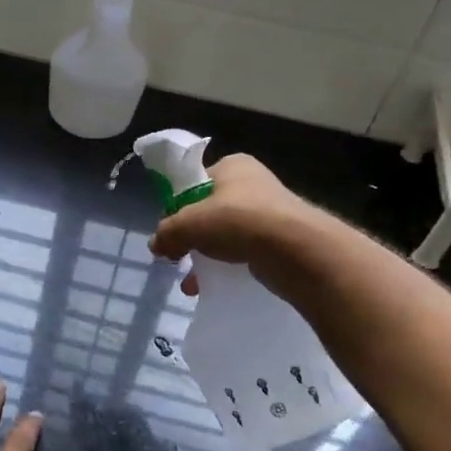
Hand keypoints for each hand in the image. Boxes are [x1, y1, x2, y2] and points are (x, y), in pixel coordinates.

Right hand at [149, 154, 318, 295]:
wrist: (295, 249)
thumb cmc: (238, 221)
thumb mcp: (189, 223)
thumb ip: (167, 232)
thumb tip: (156, 245)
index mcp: (232, 166)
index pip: (194, 183)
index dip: (177, 207)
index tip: (168, 232)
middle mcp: (252, 183)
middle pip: (208, 210)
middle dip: (191, 237)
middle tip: (179, 258)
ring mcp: (269, 211)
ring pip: (225, 233)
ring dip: (206, 256)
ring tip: (193, 281)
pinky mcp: (279, 238)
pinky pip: (244, 250)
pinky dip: (227, 266)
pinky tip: (215, 284)